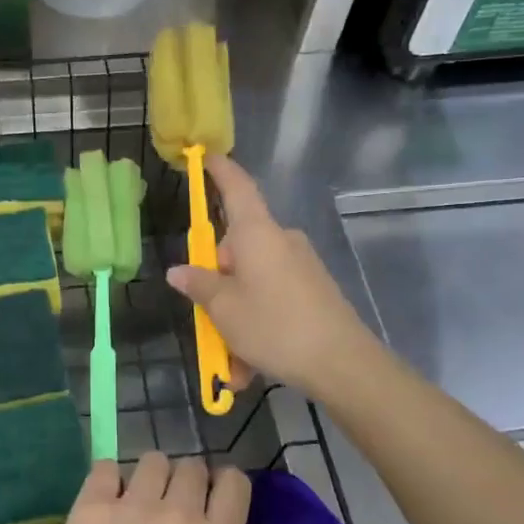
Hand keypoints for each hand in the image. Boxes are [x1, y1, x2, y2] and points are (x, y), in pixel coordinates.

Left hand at [33, 454, 266, 523]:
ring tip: (140, 504)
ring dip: (152, 478)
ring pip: (152, 461)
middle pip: (192, 466)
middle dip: (189, 482)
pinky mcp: (92, 506)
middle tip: (176, 509)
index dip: (228, 486)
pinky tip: (106, 502)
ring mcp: (133, 505)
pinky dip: (108, 479)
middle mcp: (178, 513)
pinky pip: (105, 467)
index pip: (234, 482)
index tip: (217, 502)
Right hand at [167, 155, 380, 395]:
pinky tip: (250, 368)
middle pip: (236, 248)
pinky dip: (257, 327)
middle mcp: (280, 241)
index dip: (220, 170)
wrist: (343, 364)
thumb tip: (180, 271)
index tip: (205, 156)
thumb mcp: (224, 309)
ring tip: (231, 363)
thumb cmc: (274, 326)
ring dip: (235, 318)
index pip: (237, 187)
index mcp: (257, 233)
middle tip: (207, 320)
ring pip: (252, 283)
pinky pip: (273, 300)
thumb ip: (199, 286)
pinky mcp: (314, 291)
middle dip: (218, 283)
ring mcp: (300, 266)